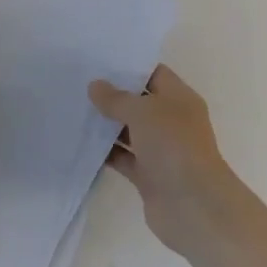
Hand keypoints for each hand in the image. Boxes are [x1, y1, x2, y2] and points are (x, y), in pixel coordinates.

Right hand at [88, 65, 255, 251]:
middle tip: (78, 82)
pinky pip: (122, 157)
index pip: (154, 73)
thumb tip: (95, 86)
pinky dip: (105, 152)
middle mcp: (171, 121)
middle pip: (139, 102)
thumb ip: (117, 98)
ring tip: (73, 109)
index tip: (98, 60)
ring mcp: (160, 149)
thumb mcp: (143, 112)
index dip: (129, 66)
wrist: (193, 206)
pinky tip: (79, 142)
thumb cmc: (173, 146)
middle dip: (112, 94)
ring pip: (128, 130)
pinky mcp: (148, 174)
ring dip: (106, 124)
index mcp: (179, 99)